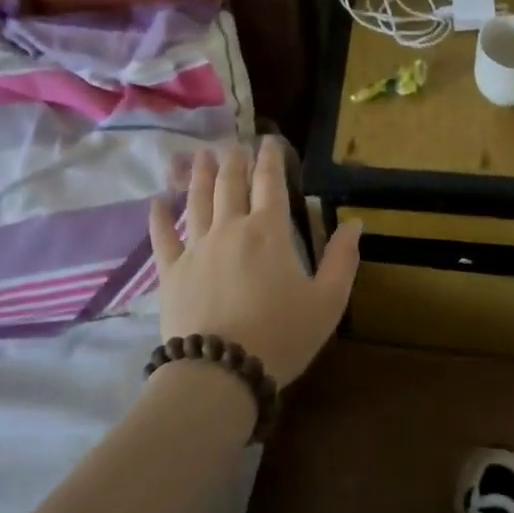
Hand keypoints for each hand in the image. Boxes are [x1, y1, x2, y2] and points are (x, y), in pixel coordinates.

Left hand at [148, 137, 360, 386]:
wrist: (220, 372)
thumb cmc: (282, 335)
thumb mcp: (328, 301)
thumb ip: (342, 259)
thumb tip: (356, 223)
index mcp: (269, 231)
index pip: (270, 182)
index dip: (270, 158)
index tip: (269, 141)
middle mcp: (231, 228)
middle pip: (230, 184)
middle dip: (234, 160)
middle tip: (234, 144)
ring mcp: (197, 248)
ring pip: (198, 200)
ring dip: (200, 175)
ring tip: (201, 155)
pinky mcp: (171, 271)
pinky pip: (163, 237)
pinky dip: (160, 217)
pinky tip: (157, 201)